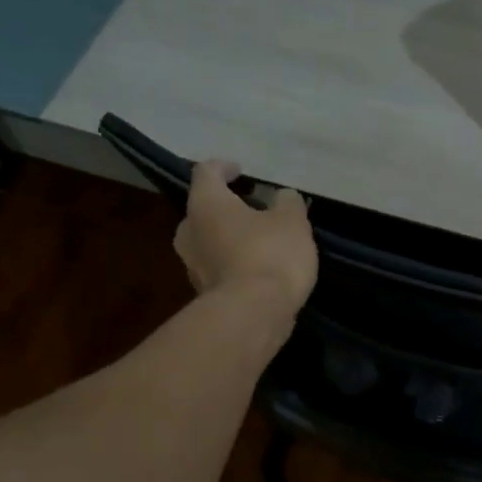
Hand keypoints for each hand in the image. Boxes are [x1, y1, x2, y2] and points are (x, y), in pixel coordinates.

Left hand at [174, 160, 317, 321]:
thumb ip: (288, 203)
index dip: (223, 167)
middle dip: (225, 207)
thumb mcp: (292, 221)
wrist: (253, 315)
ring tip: (257, 241)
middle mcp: (189, 231)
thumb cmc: (270, 255)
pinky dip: (233, 264)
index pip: (206, 172)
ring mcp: (192, 266)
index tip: (241, 170)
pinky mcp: (203, 294)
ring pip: (208, 241)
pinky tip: (257, 270)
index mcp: (206, 204)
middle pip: (202, 209)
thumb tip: (283, 197)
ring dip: (228, 238)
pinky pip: (217, 268)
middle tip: (250, 209)